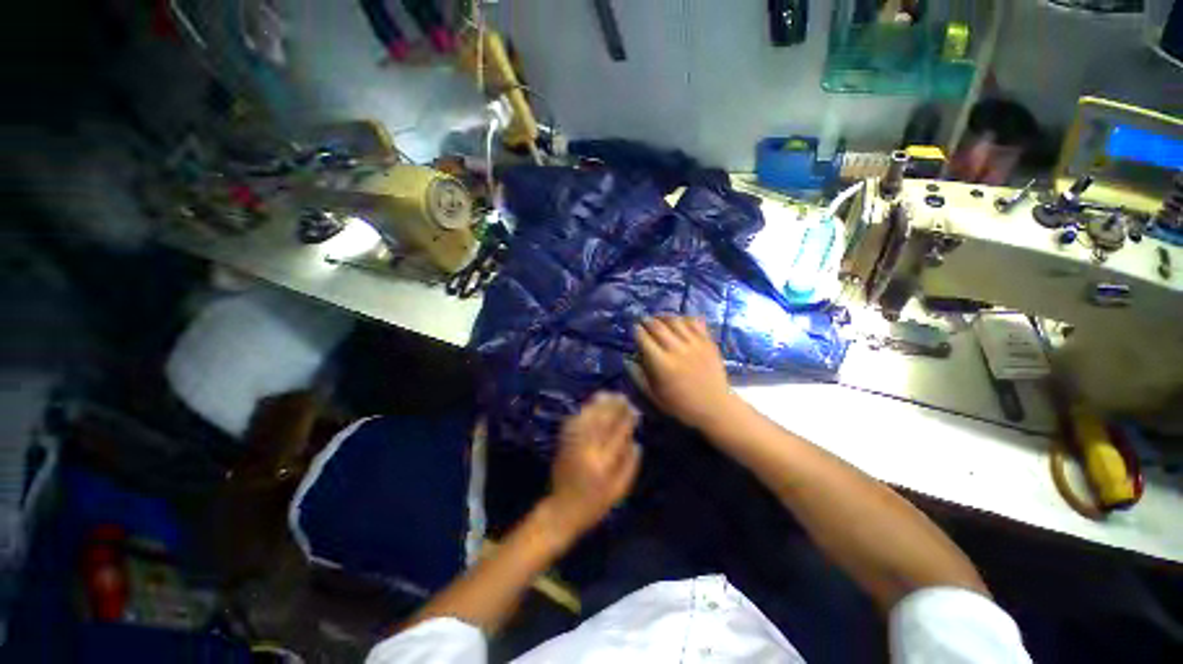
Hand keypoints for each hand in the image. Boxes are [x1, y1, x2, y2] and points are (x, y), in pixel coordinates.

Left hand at [543, 393, 640, 541]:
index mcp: (603, 463)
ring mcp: (573, 445)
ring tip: (607, 394)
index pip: (618, 434)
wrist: (562, 510)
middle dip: (613, 407)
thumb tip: (636, 442)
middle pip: (602, 421)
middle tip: (622, 396)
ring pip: (587, 419)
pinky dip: (582, 412)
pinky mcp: (563, 444)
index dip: (627, 419)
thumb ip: (629, 466)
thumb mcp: (618, 492)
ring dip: (597, 405)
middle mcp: (587, 450)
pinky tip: (589, 405)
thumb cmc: (594, 505)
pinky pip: (573, 423)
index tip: (634, 408)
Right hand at [634, 316, 736, 429]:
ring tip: (659, 319)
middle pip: (658, 326)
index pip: (644, 338)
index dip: (637, 331)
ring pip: (676, 321)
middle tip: (643, 320)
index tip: (634, 329)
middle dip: (648, 321)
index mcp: (661, 363)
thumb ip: (638, 376)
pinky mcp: (708, 342)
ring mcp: (694, 344)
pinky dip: (685, 319)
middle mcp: (677, 349)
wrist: (715, 406)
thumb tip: (627, 360)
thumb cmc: (681, 404)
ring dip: (664, 317)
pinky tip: (680, 322)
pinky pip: (695, 322)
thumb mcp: (654, 396)